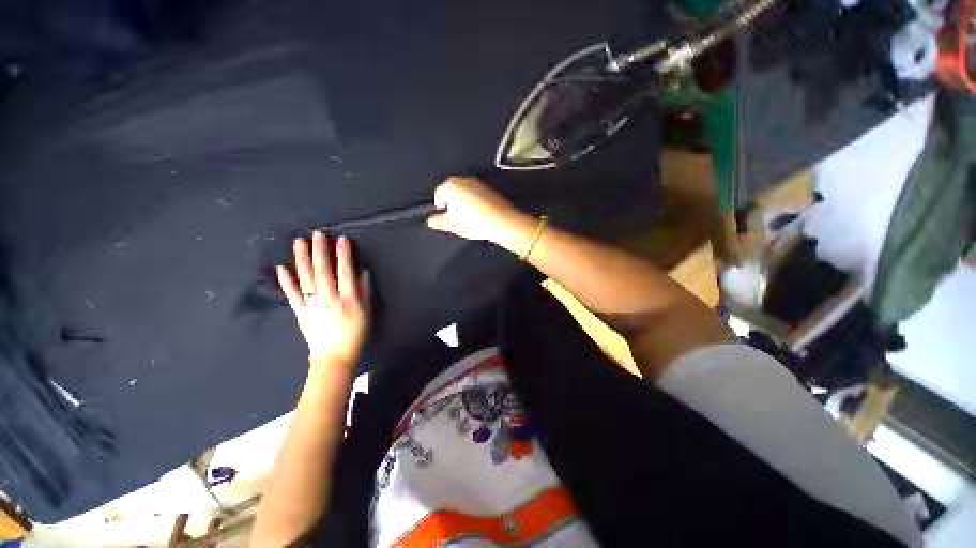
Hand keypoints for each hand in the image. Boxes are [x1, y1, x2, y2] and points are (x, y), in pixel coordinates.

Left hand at [277, 231, 370, 364]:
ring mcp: (312, 305)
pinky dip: (286, 281)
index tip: (342, 239)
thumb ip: (365, 291)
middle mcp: (328, 299)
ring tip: (299, 243)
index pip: (345, 271)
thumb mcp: (367, 313)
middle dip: (320, 251)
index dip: (344, 254)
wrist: (335, 356)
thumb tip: (362, 272)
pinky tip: (281, 268)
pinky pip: (292, 295)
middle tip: (317, 234)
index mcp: (348, 299)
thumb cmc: (356, 334)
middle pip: (323, 271)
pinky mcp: (300, 312)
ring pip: (306, 278)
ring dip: (302, 259)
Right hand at [426, 177, 522, 242]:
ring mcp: (477, 182)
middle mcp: (463, 179)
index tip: (446, 217)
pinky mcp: (490, 188)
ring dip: (464, 202)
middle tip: (456, 218)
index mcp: (450, 185)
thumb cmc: (472, 222)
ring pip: (465, 192)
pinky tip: (479, 214)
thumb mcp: (451, 225)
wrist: (501, 221)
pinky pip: (476, 195)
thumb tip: (430, 220)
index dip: (440, 206)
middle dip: (452, 203)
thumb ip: (437, 221)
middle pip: (452, 191)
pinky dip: (475, 202)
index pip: (438, 194)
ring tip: (469, 217)